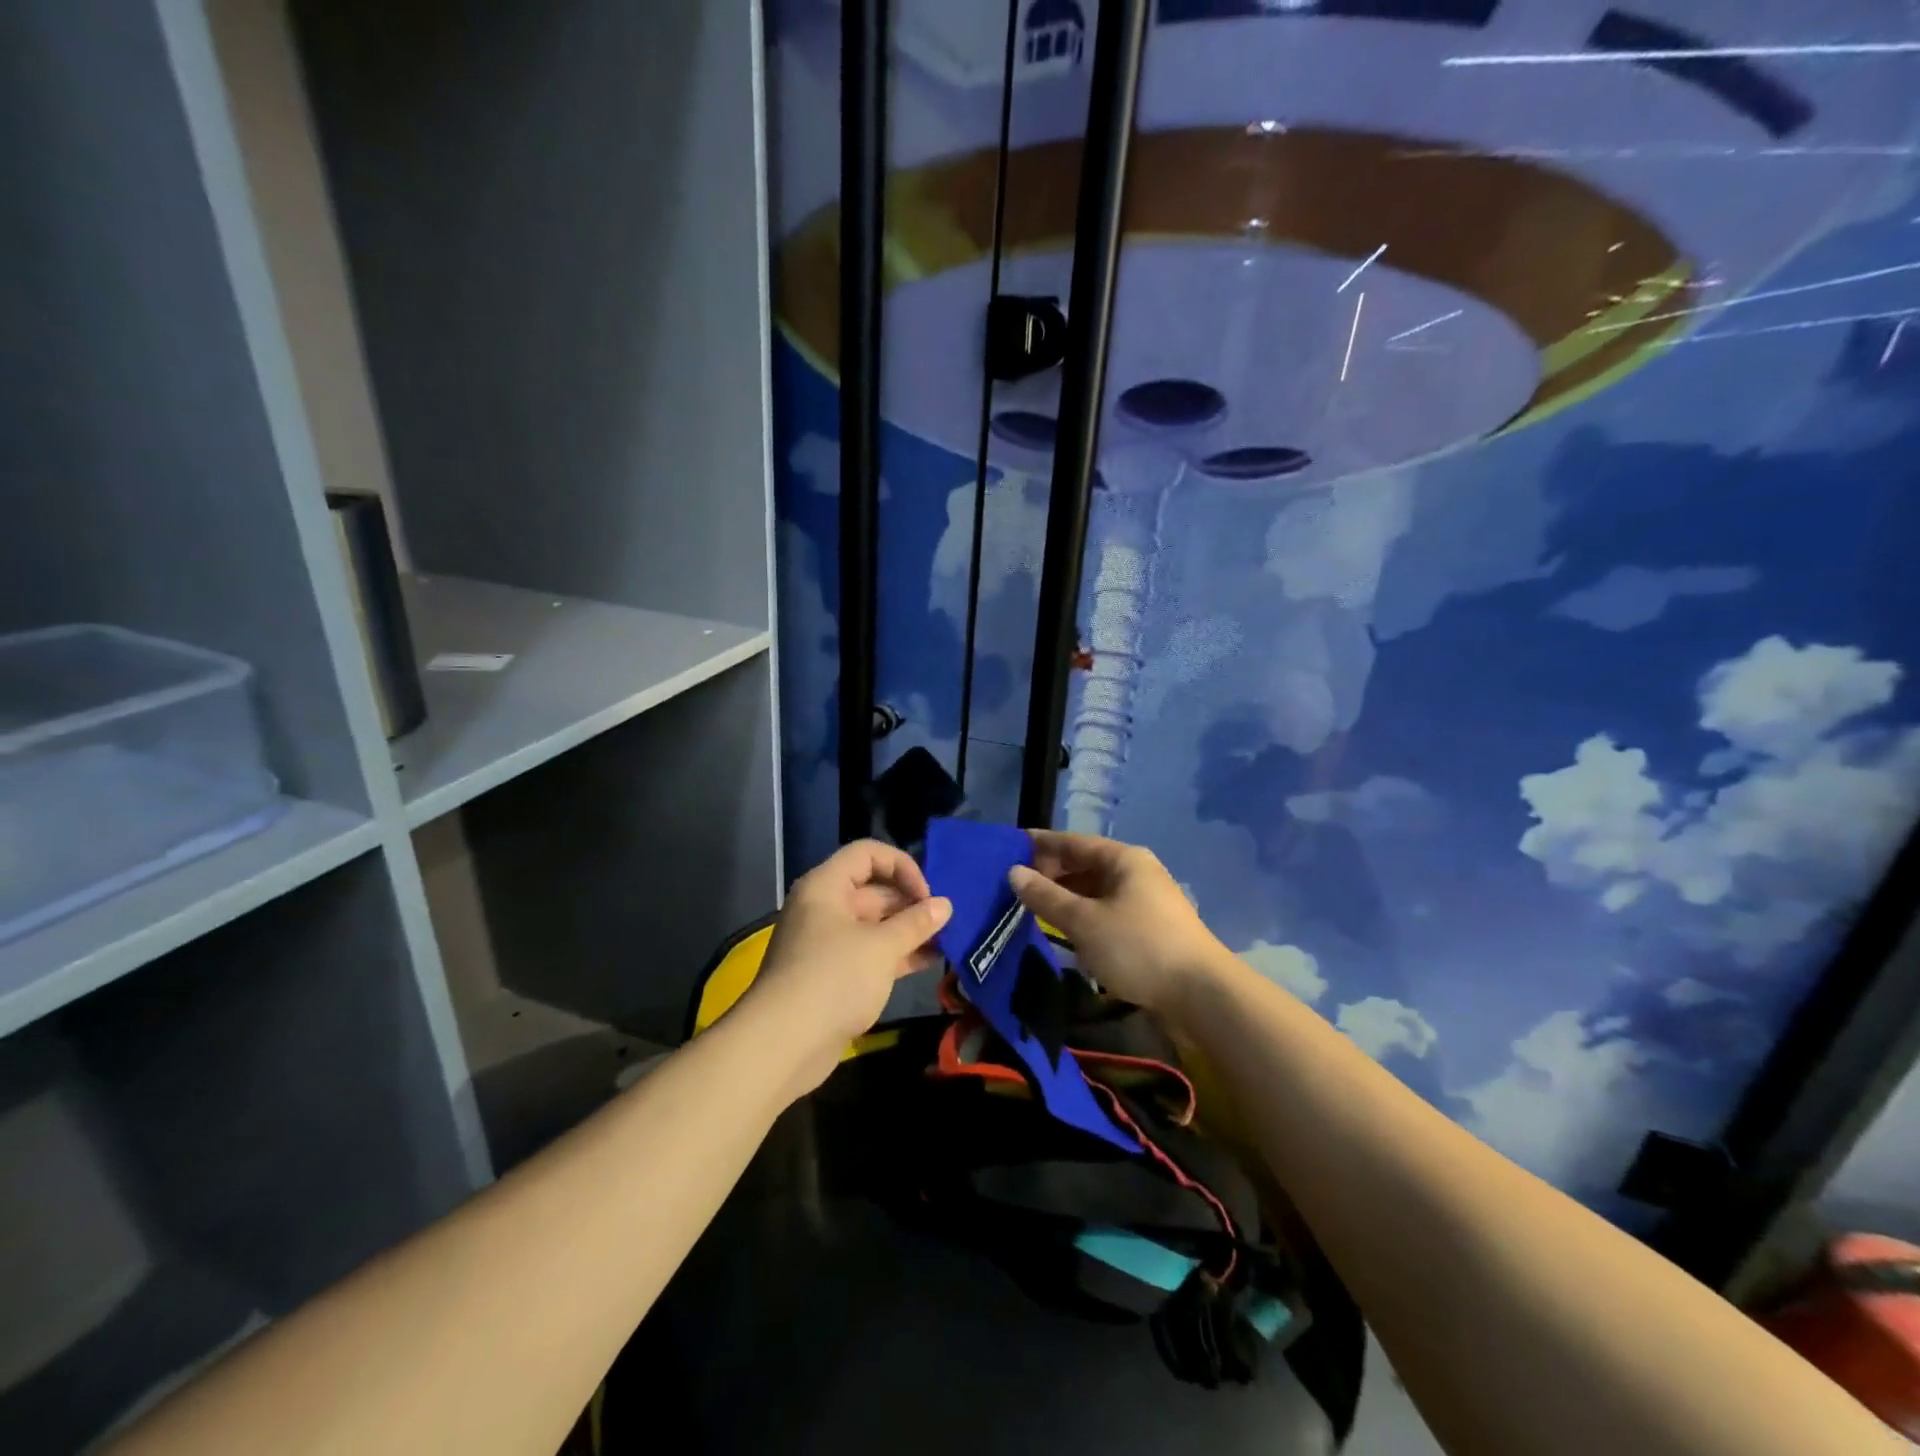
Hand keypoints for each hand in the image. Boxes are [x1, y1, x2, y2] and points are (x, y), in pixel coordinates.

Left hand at [739, 840, 950, 1095]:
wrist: (783, 1044)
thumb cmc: (833, 979)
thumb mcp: (881, 947)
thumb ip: (916, 923)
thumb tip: (944, 905)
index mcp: (826, 886)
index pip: (867, 854)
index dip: (901, 866)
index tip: (927, 894)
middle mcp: (824, 907)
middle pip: (873, 889)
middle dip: (911, 902)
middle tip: (947, 920)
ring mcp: (828, 942)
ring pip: (875, 924)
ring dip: (908, 930)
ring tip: (947, 940)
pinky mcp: (833, 974)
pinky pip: (870, 953)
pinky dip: (897, 954)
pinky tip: (930, 962)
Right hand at [1008, 830, 1225, 1016]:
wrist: (1201, 994)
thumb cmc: (1138, 947)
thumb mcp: (1084, 922)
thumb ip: (1046, 897)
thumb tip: (1014, 872)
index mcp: (1123, 859)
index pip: (1073, 842)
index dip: (1040, 844)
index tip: (1008, 847)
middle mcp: (1135, 872)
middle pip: (1084, 865)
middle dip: (1050, 873)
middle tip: (1014, 885)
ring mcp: (1144, 901)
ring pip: (1094, 890)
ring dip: (1065, 897)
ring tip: (1031, 907)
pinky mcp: (1148, 928)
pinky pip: (1106, 911)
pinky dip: (1082, 915)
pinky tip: (1063, 930)